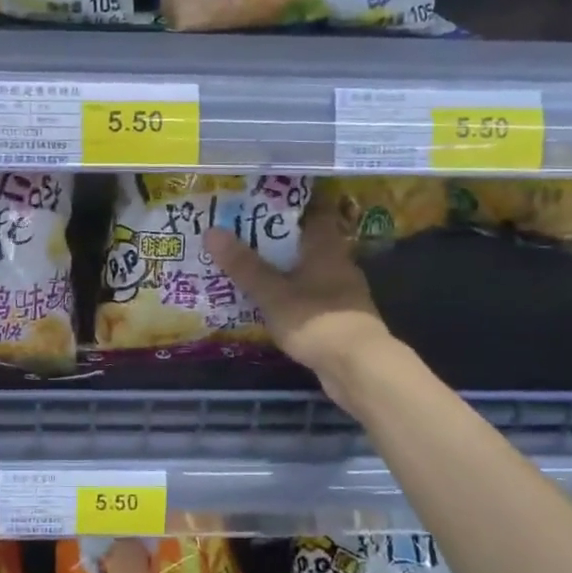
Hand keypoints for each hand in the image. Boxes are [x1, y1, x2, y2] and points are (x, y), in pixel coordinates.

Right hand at [204, 212, 394, 400]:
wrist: (359, 367)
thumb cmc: (315, 319)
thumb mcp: (272, 293)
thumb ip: (244, 265)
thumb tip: (212, 231)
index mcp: (326, 247)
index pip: (314, 213)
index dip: (290, 207)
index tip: (262, 204)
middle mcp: (339, 264)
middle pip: (309, 243)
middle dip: (280, 241)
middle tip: (245, 237)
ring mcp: (343, 294)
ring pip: (310, 273)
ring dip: (286, 272)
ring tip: (252, 271)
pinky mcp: (341, 320)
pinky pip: (312, 299)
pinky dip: (294, 298)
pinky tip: (272, 306)